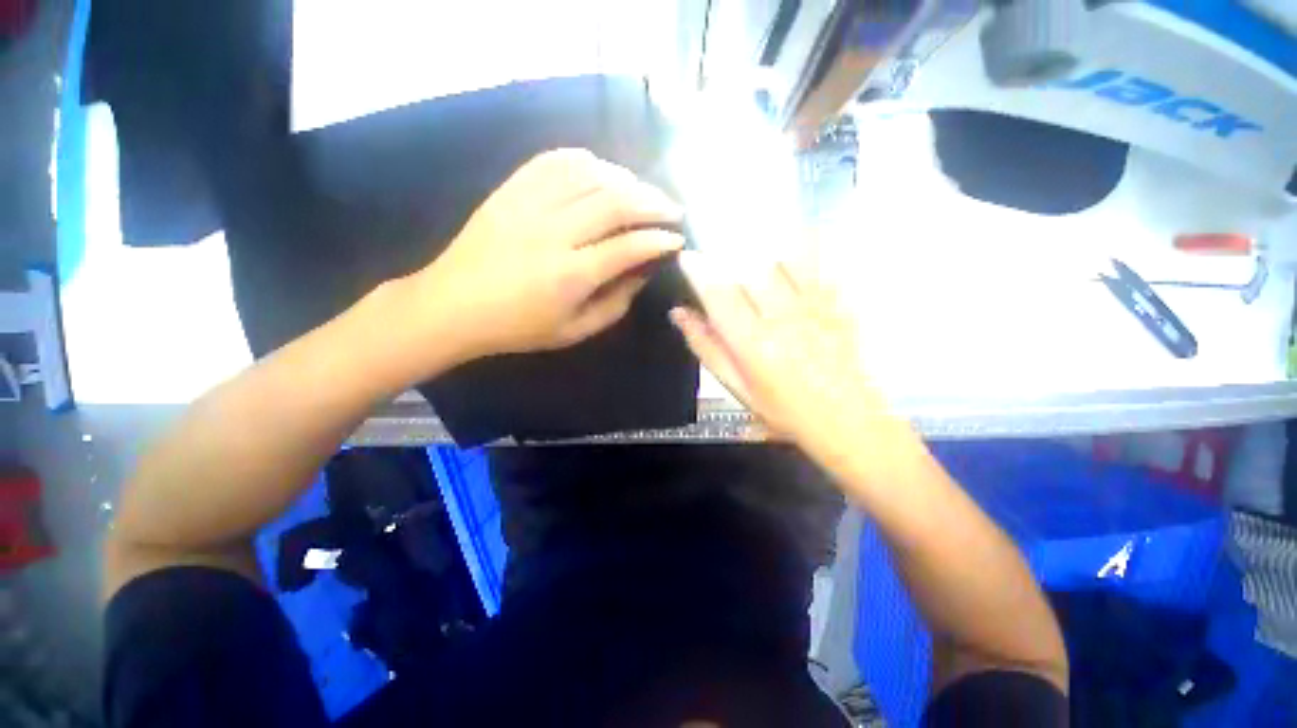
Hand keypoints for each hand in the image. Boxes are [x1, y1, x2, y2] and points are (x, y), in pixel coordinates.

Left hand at [414, 148, 684, 359]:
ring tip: (643, 192)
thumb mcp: (573, 332)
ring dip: (626, 179)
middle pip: (614, 202)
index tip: (678, 240)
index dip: (659, 241)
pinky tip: (602, 172)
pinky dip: (587, 161)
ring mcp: (528, 205)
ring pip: (590, 174)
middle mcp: (553, 233)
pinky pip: (555, 160)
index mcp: (569, 275)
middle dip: (653, 203)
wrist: (452, 305)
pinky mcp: (511, 189)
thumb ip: (615, 304)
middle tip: (672, 210)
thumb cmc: (517, 327)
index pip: (628, 247)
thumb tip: (642, 273)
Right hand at [671, 251, 893, 452]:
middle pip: (751, 268)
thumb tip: (679, 314)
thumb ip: (707, 347)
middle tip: (721, 263)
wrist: (845, 421)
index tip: (688, 257)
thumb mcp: (737, 386)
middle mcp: (782, 319)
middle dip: (730, 258)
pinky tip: (790, 263)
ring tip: (754, 265)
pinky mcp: (837, 305)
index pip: (719, 294)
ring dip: (762, 257)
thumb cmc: (782, 410)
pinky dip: (799, 258)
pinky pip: (817, 267)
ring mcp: (814, 308)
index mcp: (753, 343)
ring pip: (783, 260)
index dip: (699, 271)